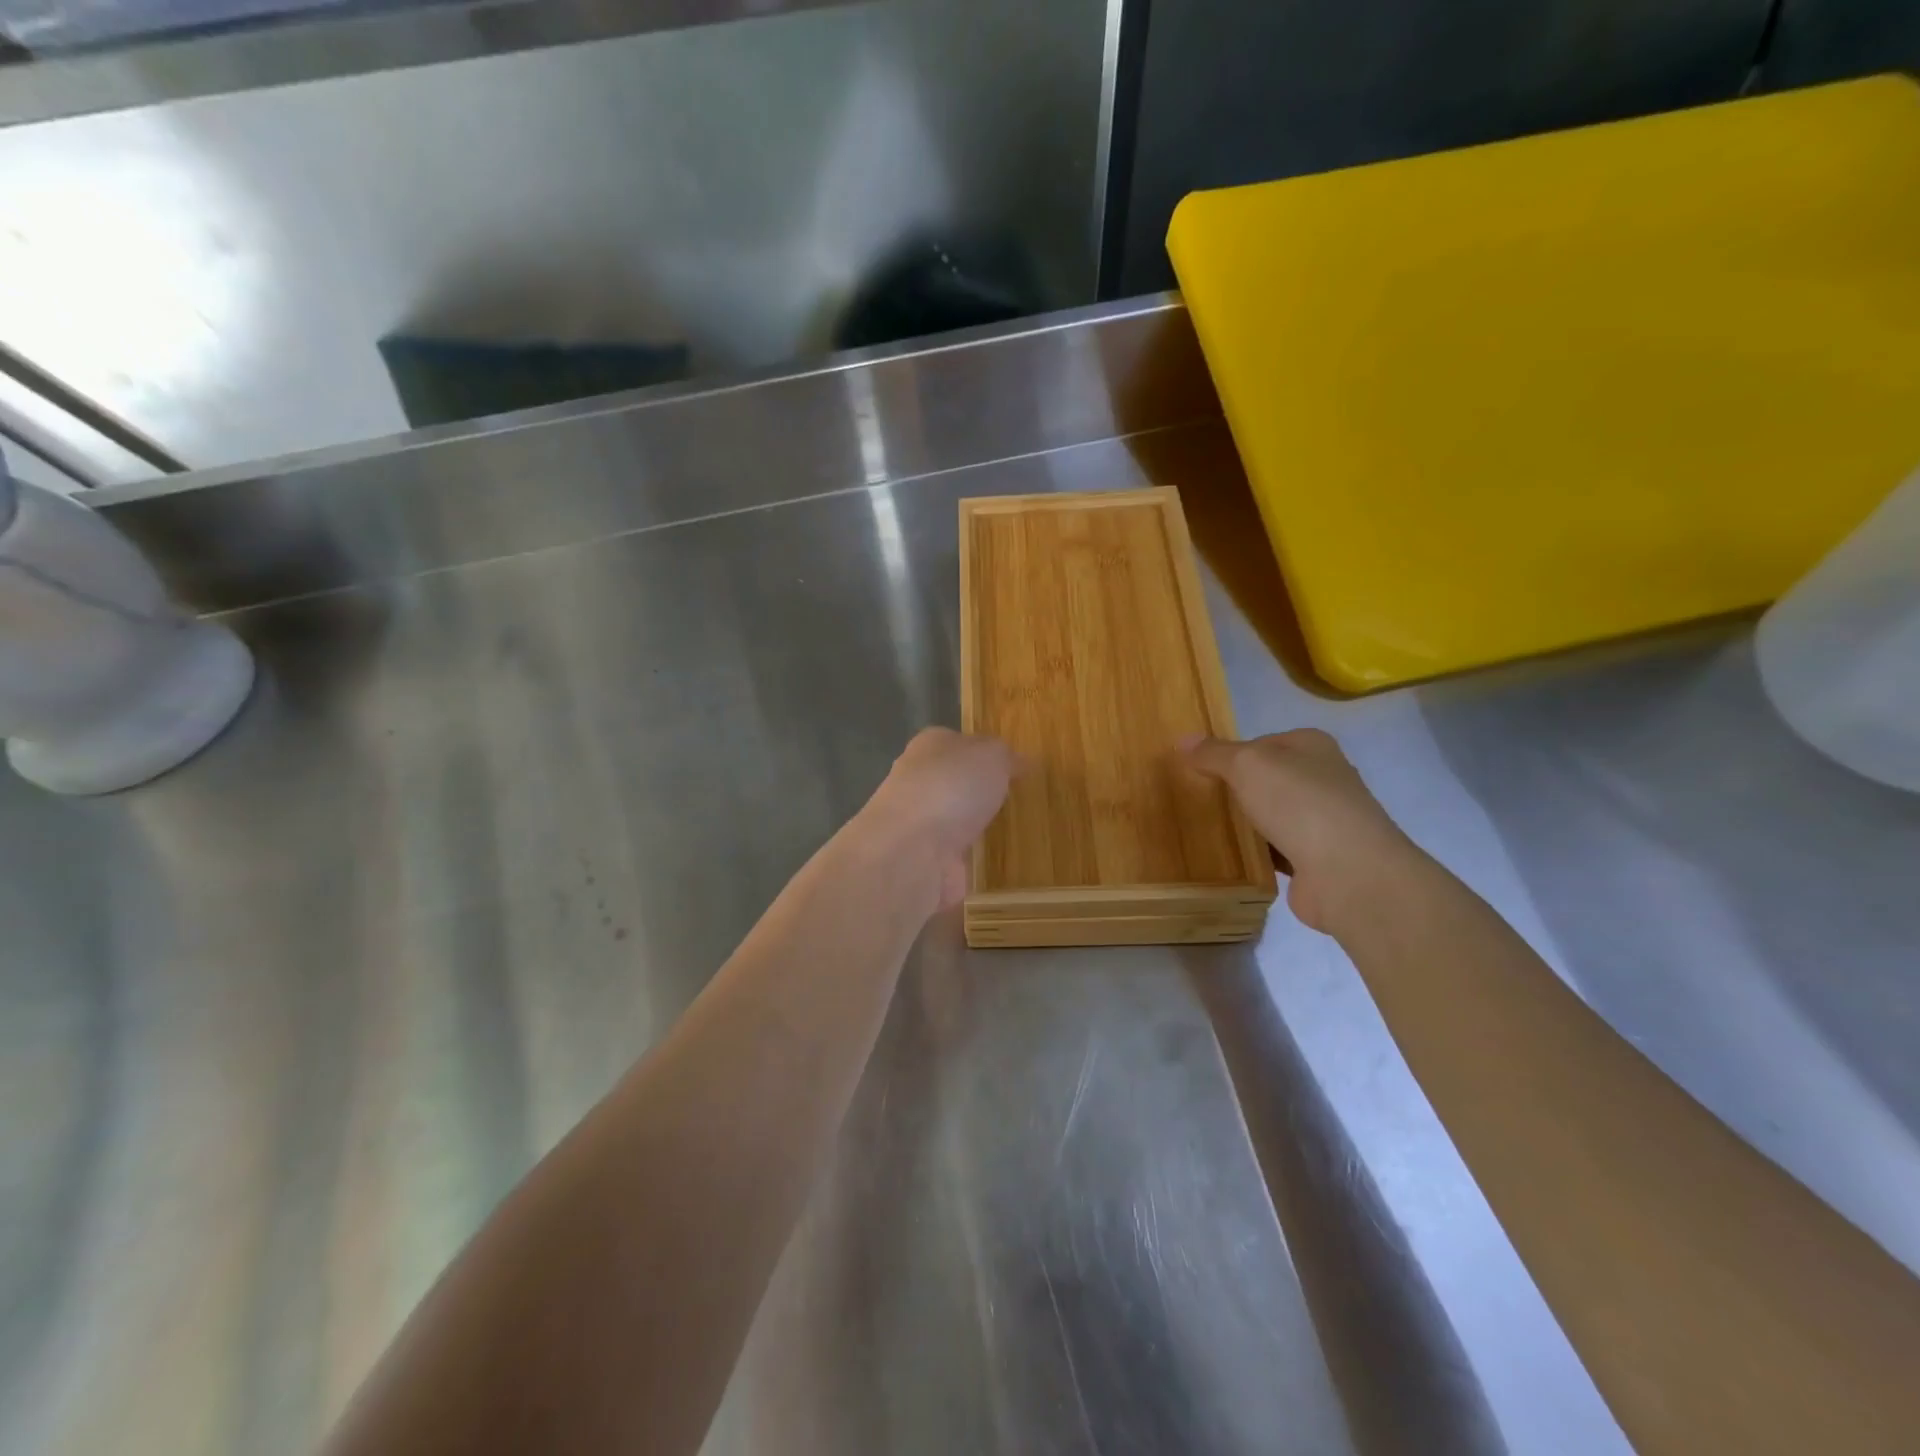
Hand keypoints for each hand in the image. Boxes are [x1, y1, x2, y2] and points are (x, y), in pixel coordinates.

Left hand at [858, 728, 1017, 910]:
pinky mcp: (925, 862)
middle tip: (1015, 800)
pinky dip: (970, 861)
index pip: (958, 742)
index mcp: (930, 746)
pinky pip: (955, 858)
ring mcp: (919, 824)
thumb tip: (1019, 762)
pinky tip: (994, 865)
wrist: (911, 850)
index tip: (1013, 767)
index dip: (984, 752)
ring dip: (973, 828)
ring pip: (953, 821)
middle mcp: (918, 782)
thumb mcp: (992, 755)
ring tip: (1010, 834)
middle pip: (953, 782)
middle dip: (978, 791)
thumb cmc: (952, 787)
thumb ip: (1006, 757)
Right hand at [1183, 729, 1413, 931]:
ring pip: (1272, 815)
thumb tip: (1183, 739)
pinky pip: (1277, 850)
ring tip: (1206, 830)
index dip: (1230, 754)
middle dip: (1237, 790)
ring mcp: (1324, 821)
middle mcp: (1323, 779)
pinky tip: (1231, 858)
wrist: (1348, 872)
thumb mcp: (1246, 764)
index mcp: (1312, 746)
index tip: (1199, 771)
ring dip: (1247, 824)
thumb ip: (1213, 753)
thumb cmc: (1298, 803)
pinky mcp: (1318, 859)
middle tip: (1198, 801)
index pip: (1262, 742)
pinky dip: (1257, 854)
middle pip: (1268, 779)